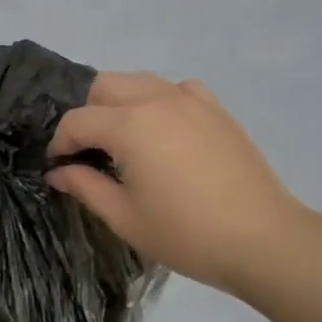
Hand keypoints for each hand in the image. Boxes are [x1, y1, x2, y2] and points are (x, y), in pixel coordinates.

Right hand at [47, 72, 308, 301]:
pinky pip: (177, 89)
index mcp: (129, 125)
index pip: (77, 121)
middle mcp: (157, 100)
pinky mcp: (216, 109)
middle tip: (91, 152)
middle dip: (88, 114)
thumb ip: (85, 187)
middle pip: (104, 86)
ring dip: (121, 103)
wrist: (263, 240)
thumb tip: (58, 172)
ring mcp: (191, 100)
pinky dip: (160, 101)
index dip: (60, 144)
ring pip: (139, 81)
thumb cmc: (186, 234)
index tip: (58, 167)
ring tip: (125, 141)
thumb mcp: (124, 217)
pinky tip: (166, 132)